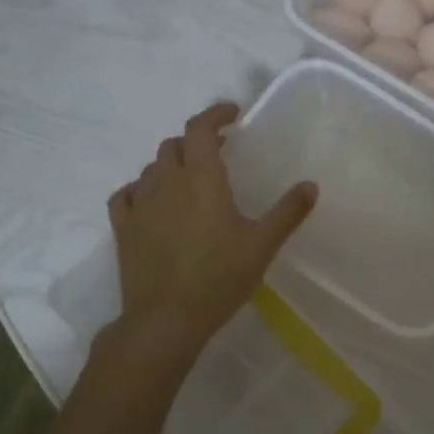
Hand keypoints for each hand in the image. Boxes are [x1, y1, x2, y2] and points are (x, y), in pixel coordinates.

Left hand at [108, 103, 316, 353]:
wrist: (166, 319)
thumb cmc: (219, 277)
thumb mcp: (262, 244)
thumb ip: (288, 212)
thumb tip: (310, 185)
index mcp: (202, 179)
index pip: (200, 129)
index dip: (214, 114)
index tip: (232, 114)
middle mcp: (167, 183)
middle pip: (175, 146)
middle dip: (196, 141)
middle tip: (219, 153)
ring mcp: (140, 205)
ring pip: (151, 168)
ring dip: (171, 164)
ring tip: (190, 178)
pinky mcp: (123, 228)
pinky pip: (125, 195)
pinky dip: (140, 188)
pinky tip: (150, 200)